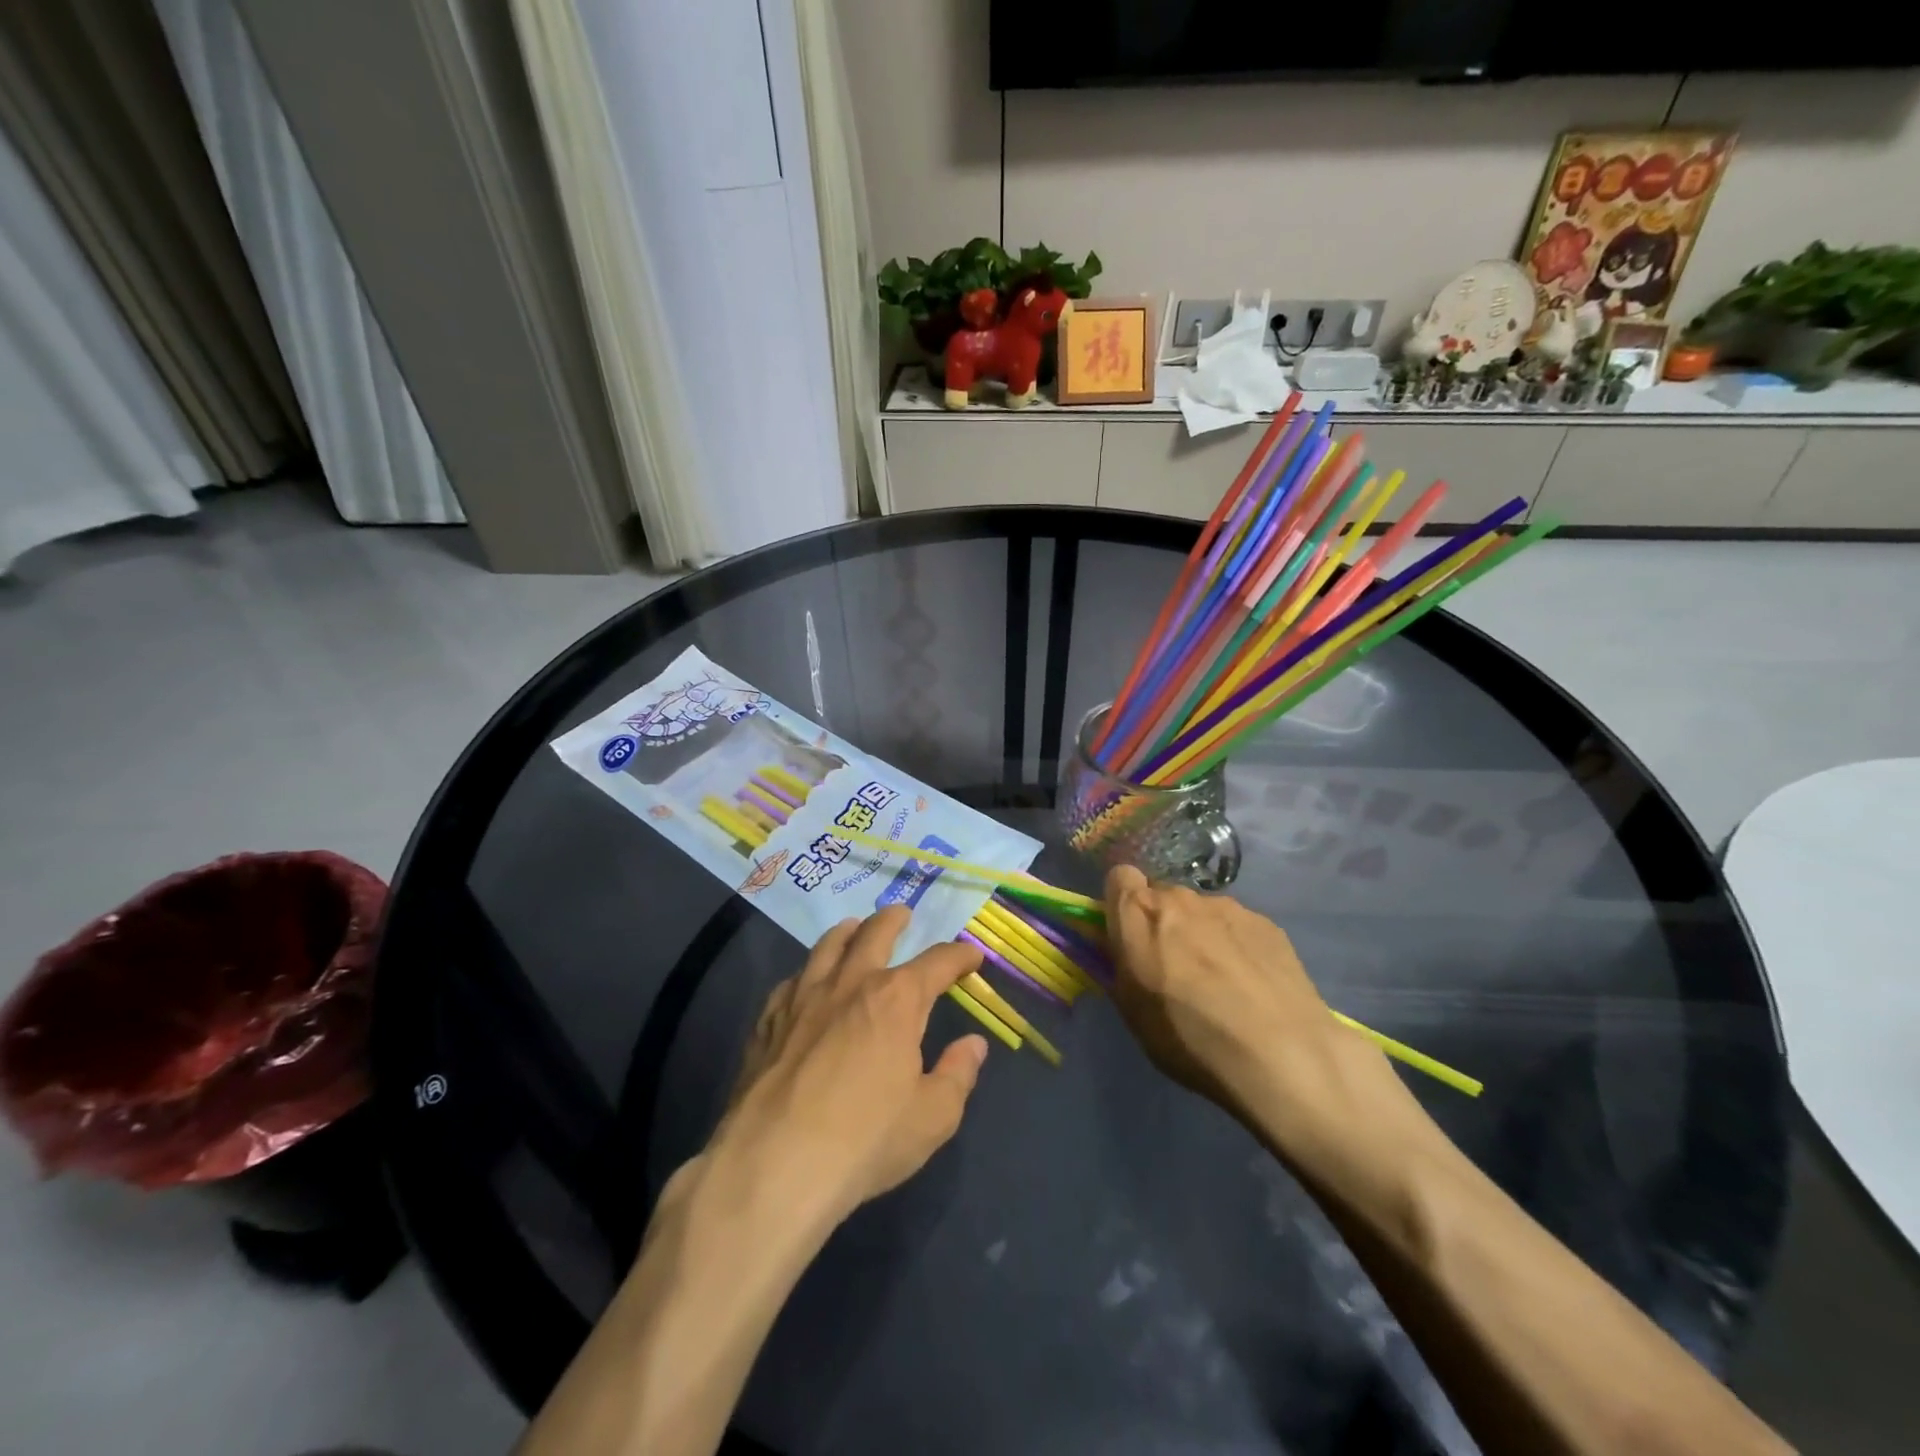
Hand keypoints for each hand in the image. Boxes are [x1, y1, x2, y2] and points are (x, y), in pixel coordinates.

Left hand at [705, 907, 988, 1229]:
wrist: (774, 1165)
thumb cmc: (865, 1141)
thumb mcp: (932, 1118)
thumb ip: (957, 1075)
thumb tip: (973, 1044)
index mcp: (897, 1000)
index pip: (937, 963)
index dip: (959, 956)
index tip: (971, 957)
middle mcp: (851, 984)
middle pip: (875, 934)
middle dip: (894, 920)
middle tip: (902, 914)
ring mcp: (803, 998)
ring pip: (827, 946)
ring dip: (847, 931)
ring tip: (854, 927)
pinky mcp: (768, 1020)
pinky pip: (792, 980)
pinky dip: (808, 972)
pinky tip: (806, 982)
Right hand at [1103, 866, 1425, 1180]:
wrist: (1282, 1054)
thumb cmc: (1190, 1038)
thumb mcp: (1133, 1012)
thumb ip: (1119, 968)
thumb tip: (1119, 951)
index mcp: (1139, 914)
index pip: (1118, 877)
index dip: (1121, 903)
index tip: (1127, 935)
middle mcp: (1180, 898)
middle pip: (1162, 896)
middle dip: (1162, 923)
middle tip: (1174, 967)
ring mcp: (1228, 906)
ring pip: (1201, 911)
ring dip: (1200, 934)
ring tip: (1221, 982)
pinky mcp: (1267, 923)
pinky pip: (1237, 925)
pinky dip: (1236, 946)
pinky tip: (1252, 985)